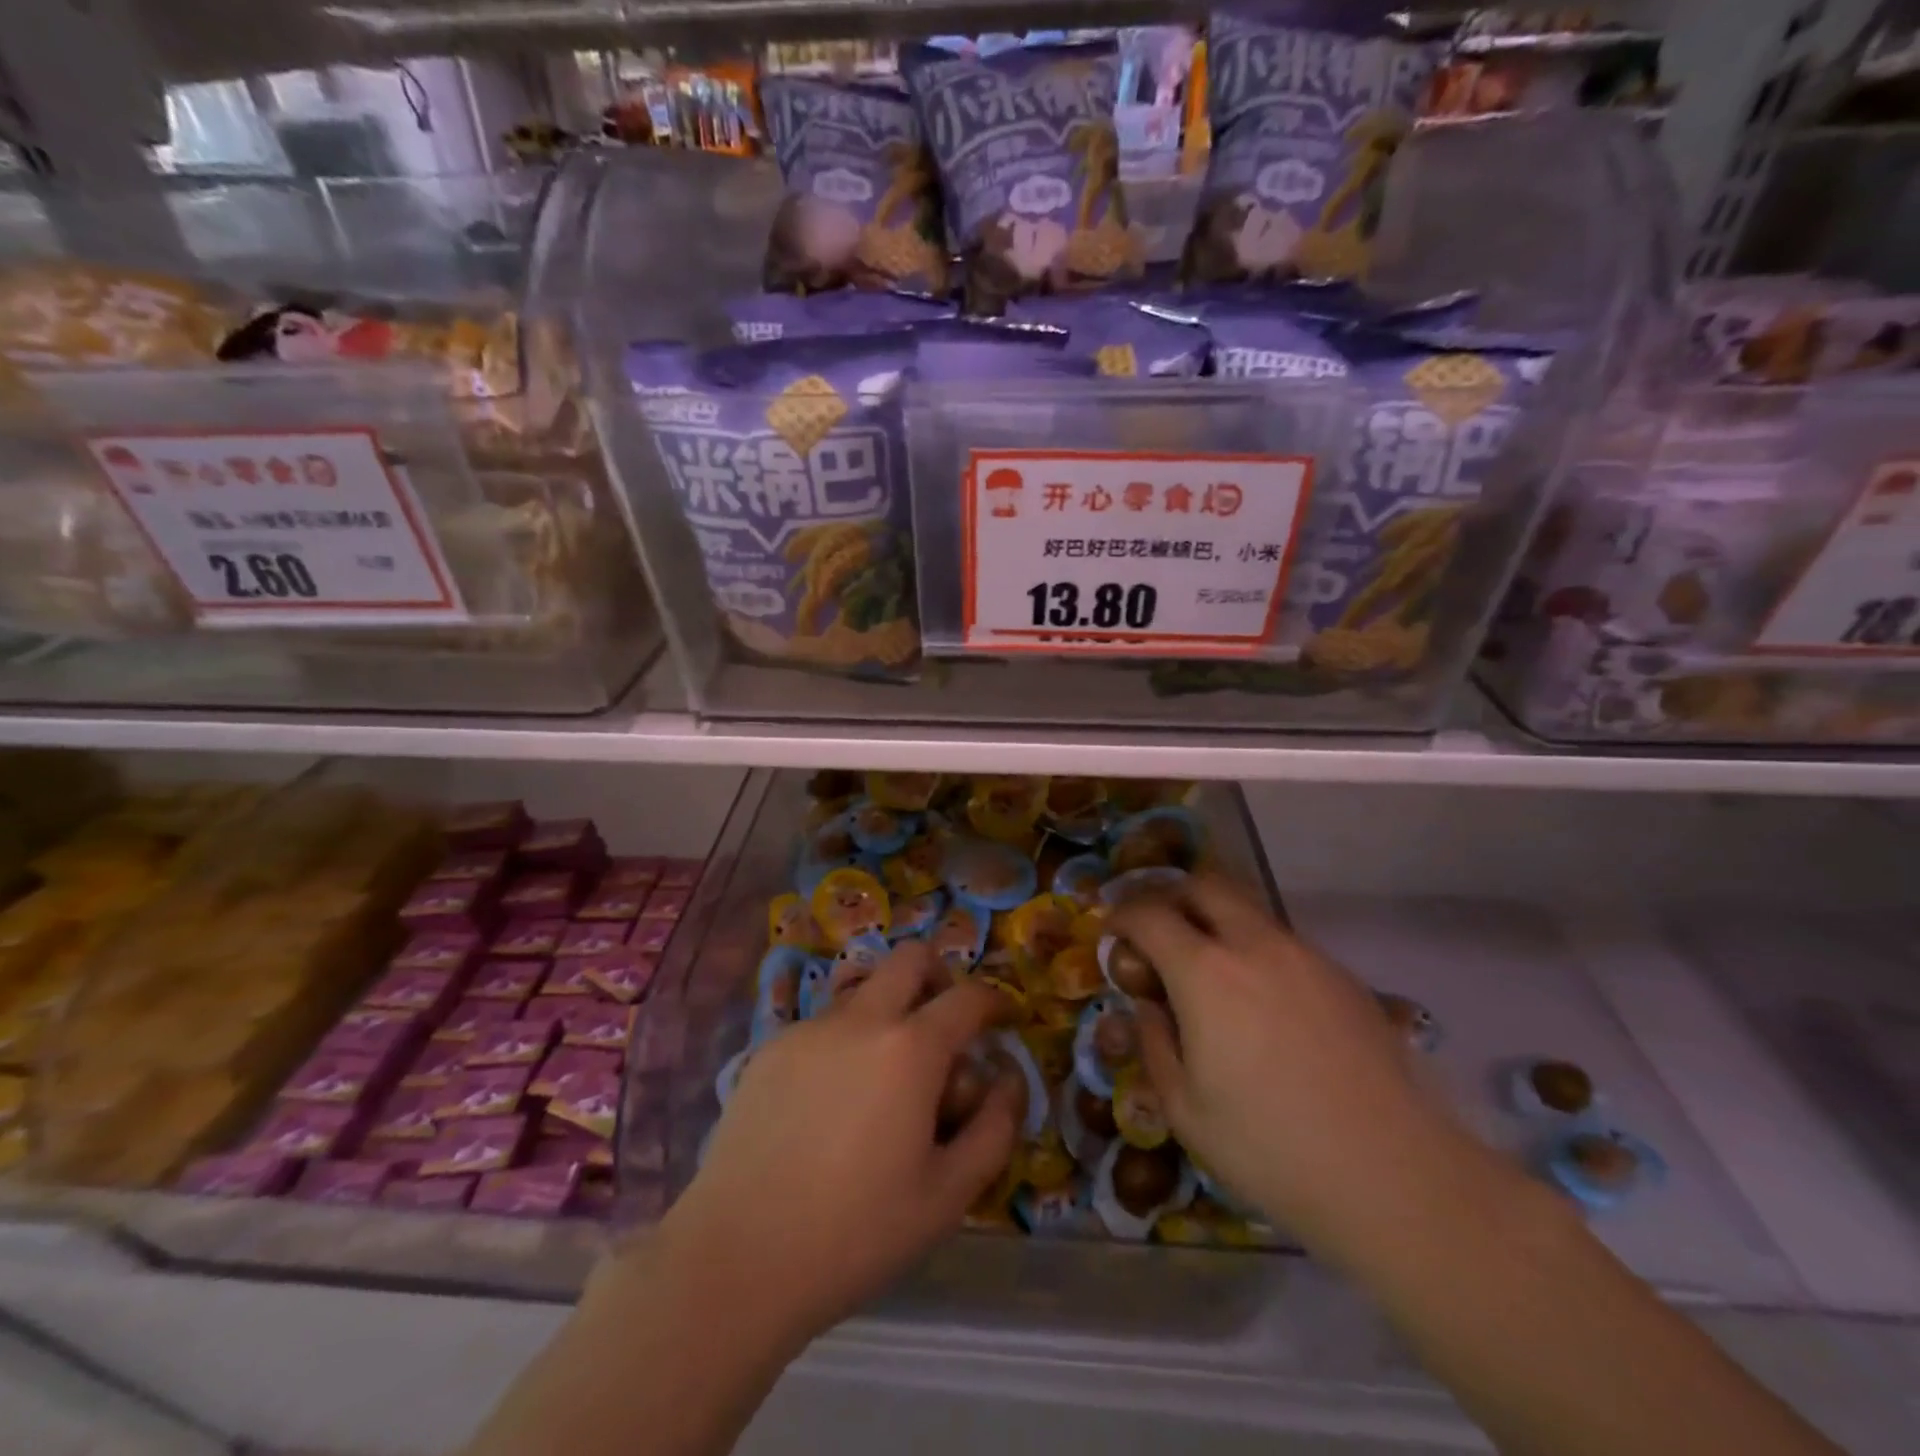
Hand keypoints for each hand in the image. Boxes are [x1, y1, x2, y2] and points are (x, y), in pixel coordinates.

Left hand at [654, 940, 1020, 1345]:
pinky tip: (833, 1104)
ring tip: (885, 1079)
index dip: (995, 1002)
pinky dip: (846, 1042)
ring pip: (864, 989)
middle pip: (911, 957)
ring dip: (890, 1011)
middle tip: (945, 1027)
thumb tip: (1009, 1078)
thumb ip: (995, 1128)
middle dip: (939, 977)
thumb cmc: (856, 1233)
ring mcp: (809, 1028)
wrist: (737, 1258)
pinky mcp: (770, 1048)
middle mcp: (861, 1018)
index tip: (1004, 1020)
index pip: (968, 998)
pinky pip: (824, 1025)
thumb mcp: (949, 1195)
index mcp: (910, 1048)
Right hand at [1113, 876, 1468, 1256]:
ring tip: (1211, 972)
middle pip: (1204, 886)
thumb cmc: (1271, 1150)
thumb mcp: (1184, 1110)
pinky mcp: (1344, 978)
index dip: (1122, 916)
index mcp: (1205, 973)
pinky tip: (1265, 1004)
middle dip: (1171, 897)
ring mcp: (1306, 957)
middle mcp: (1255, 946)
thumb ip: (1156, 1043)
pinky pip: (1285, 943)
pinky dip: (1257, 951)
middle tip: (1159, 934)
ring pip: (1249, 910)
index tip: (1113, 933)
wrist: (1396, 1178)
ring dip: (1217, 922)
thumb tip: (1151, 1006)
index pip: (1149, 915)